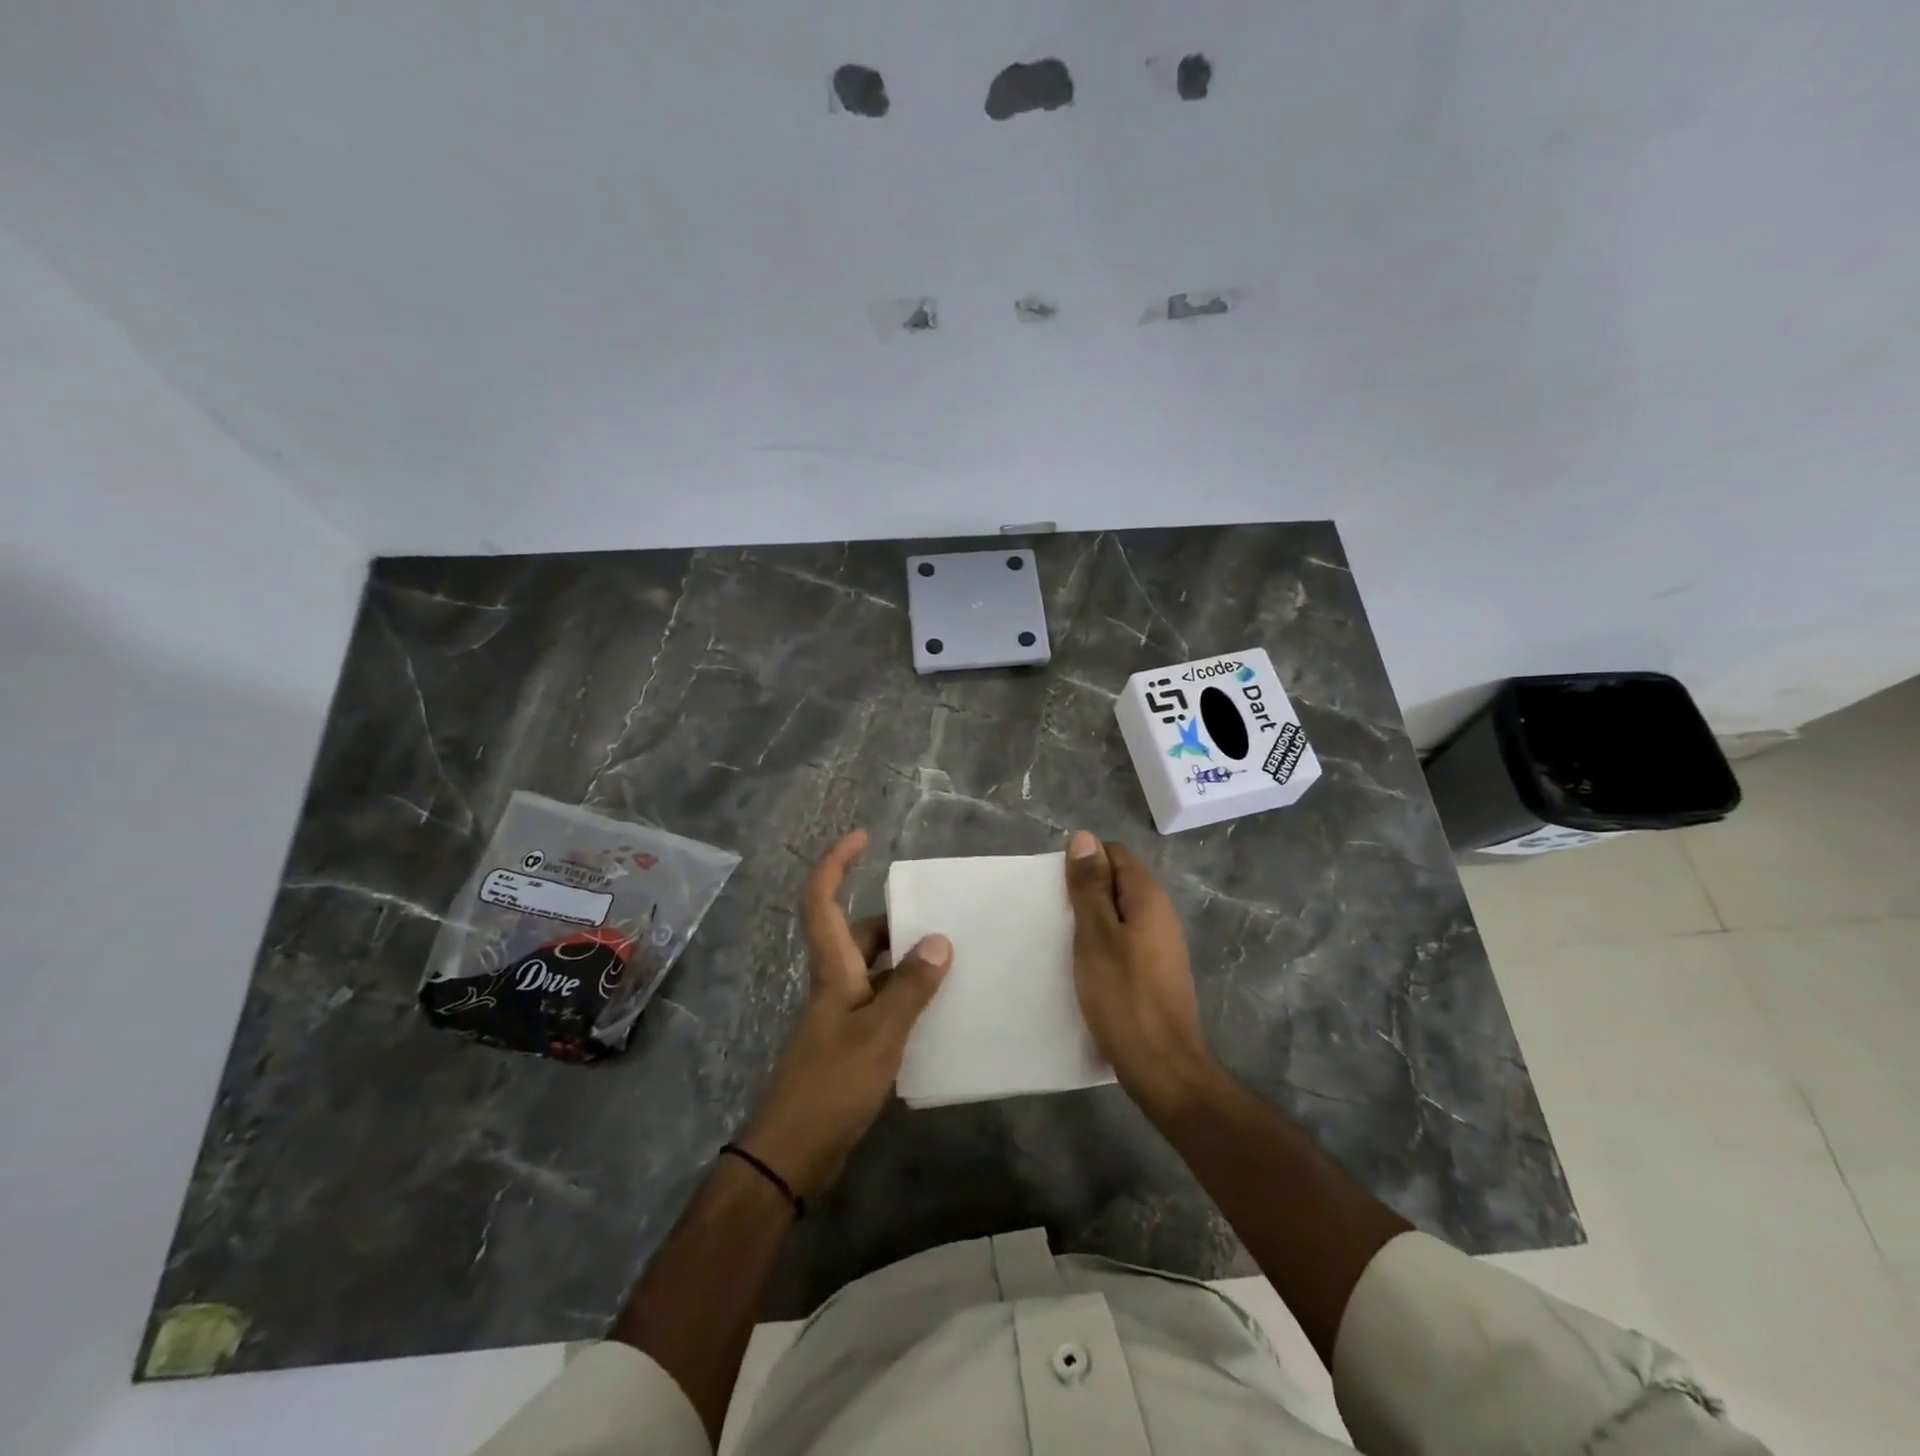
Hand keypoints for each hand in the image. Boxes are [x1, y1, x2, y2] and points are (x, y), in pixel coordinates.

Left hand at [738, 830, 950, 1197]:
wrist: (793, 1153)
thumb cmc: (832, 1085)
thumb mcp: (879, 1034)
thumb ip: (910, 987)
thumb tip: (939, 940)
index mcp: (833, 970)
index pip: (821, 902)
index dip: (836, 864)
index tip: (862, 837)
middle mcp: (835, 983)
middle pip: (858, 933)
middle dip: (895, 918)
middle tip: (940, 917)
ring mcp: (841, 1014)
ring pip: (874, 968)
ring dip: (905, 959)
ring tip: (951, 958)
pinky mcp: (850, 1042)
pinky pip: (882, 1000)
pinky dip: (906, 994)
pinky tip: (938, 1008)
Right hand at [1065, 831, 1218, 1120]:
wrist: (1163, 1066)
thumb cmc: (1123, 996)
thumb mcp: (1095, 935)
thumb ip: (1089, 886)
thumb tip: (1084, 838)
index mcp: (1148, 897)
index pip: (1115, 853)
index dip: (1084, 861)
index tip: (1058, 887)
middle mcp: (1161, 913)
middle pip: (1119, 881)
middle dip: (1086, 889)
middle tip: (1054, 913)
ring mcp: (1162, 944)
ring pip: (1121, 912)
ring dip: (1093, 918)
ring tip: (1063, 938)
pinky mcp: (1157, 970)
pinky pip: (1126, 938)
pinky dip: (1104, 942)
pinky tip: (1085, 964)